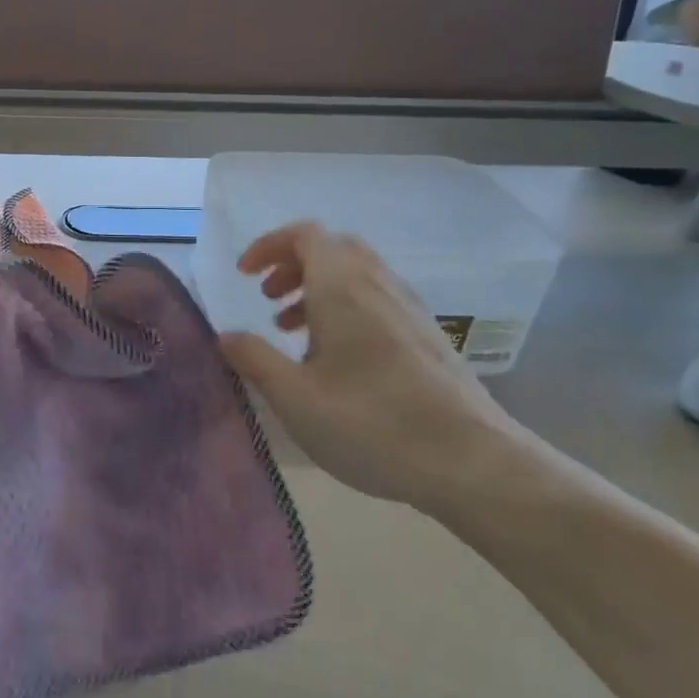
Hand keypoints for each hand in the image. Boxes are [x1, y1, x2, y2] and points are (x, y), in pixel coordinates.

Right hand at [218, 223, 558, 517]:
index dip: (269, 245)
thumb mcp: (296, 398)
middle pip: (332, 248)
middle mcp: (378, 285)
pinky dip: (346, 307)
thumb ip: (255, 360)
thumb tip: (224, 335)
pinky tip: (337, 357)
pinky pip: (377, 297)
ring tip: (292, 330)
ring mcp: (409, 308)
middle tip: (267, 298)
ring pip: (356, 273)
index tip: (244, 276)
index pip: (305, 235)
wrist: (474, 462)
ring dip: (318, 287)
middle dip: (293, 264)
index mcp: (343, 288)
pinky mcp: (428, 334)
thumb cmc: (373, 425)